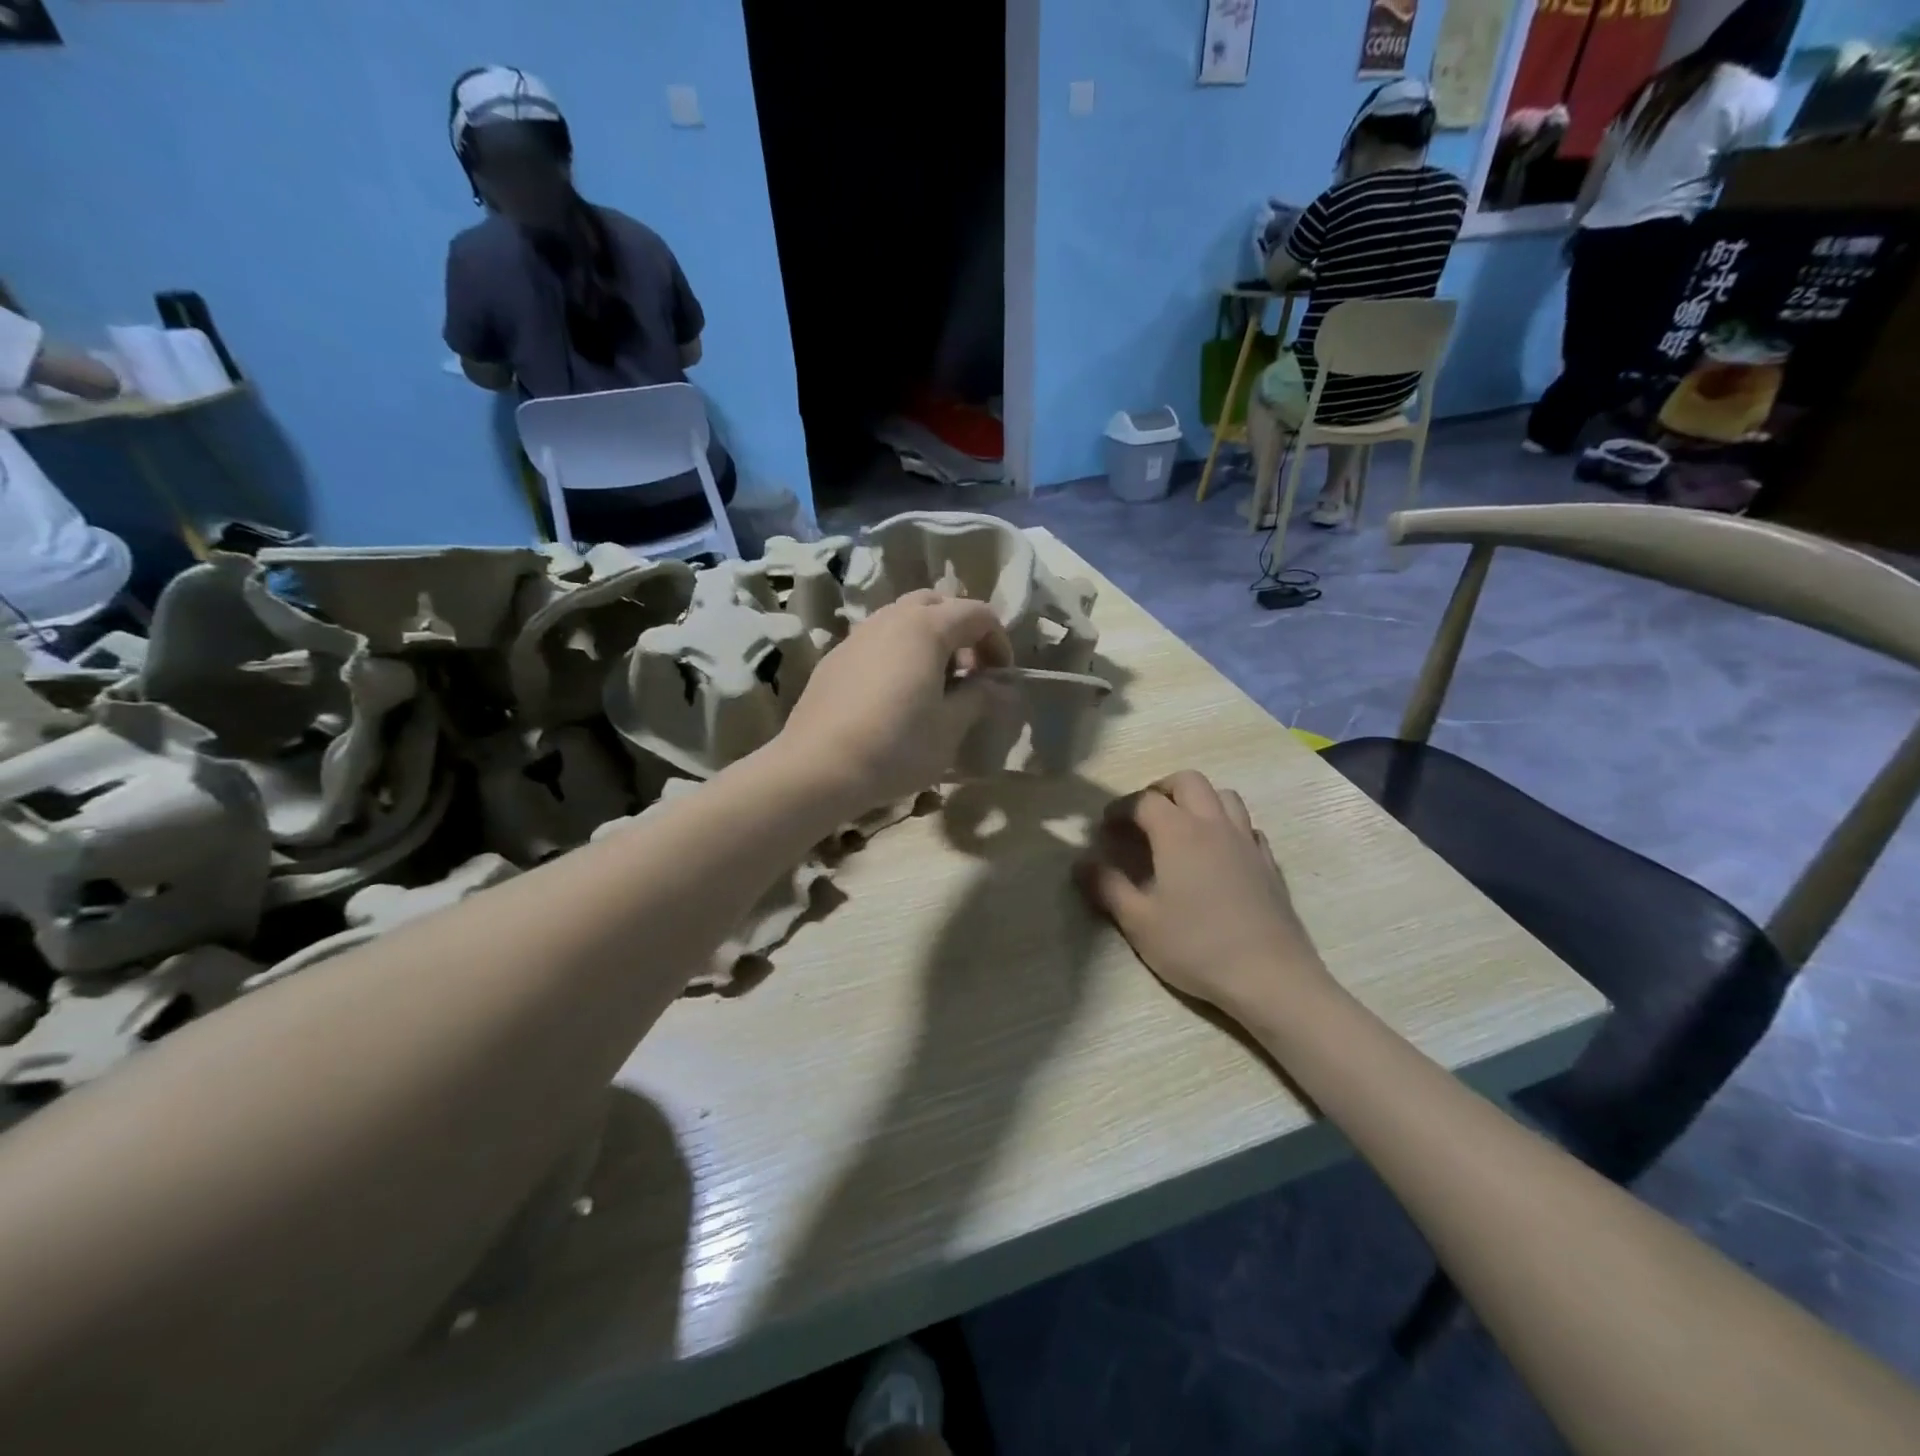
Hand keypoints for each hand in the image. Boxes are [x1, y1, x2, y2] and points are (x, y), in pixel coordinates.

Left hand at [780, 590, 1013, 811]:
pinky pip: (877, 641)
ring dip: (928, 640)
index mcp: (926, 628)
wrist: (817, 768)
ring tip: (934, 684)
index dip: (998, 641)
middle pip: (936, 604)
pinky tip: (896, 695)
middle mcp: (890, 619)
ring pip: (902, 619)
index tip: (1001, 678)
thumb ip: (979, 698)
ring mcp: (857, 636)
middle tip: (969, 672)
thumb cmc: (896, 746)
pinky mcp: (834, 659)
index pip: (977, 613)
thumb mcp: (950, 727)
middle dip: (961, 631)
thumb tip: (999, 687)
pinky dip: (898, 653)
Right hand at [1076, 771, 1332, 1025]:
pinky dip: (1227, 826)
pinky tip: (1218, 853)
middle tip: (1143, 816)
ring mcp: (1247, 842)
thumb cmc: (1196, 946)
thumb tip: (1080, 863)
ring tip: (1181, 826)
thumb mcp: (1139, 922)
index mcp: (1178, 833)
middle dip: (1161, 790)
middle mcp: (1214, 825)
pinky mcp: (1269, 863)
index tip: (1105, 825)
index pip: (1144, 801)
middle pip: (1188, 782)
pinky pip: (1246, 826)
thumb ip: (1107, 887)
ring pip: (1224, 796)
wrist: (1270, 976)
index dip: (1121, 808)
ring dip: (1198, 800)